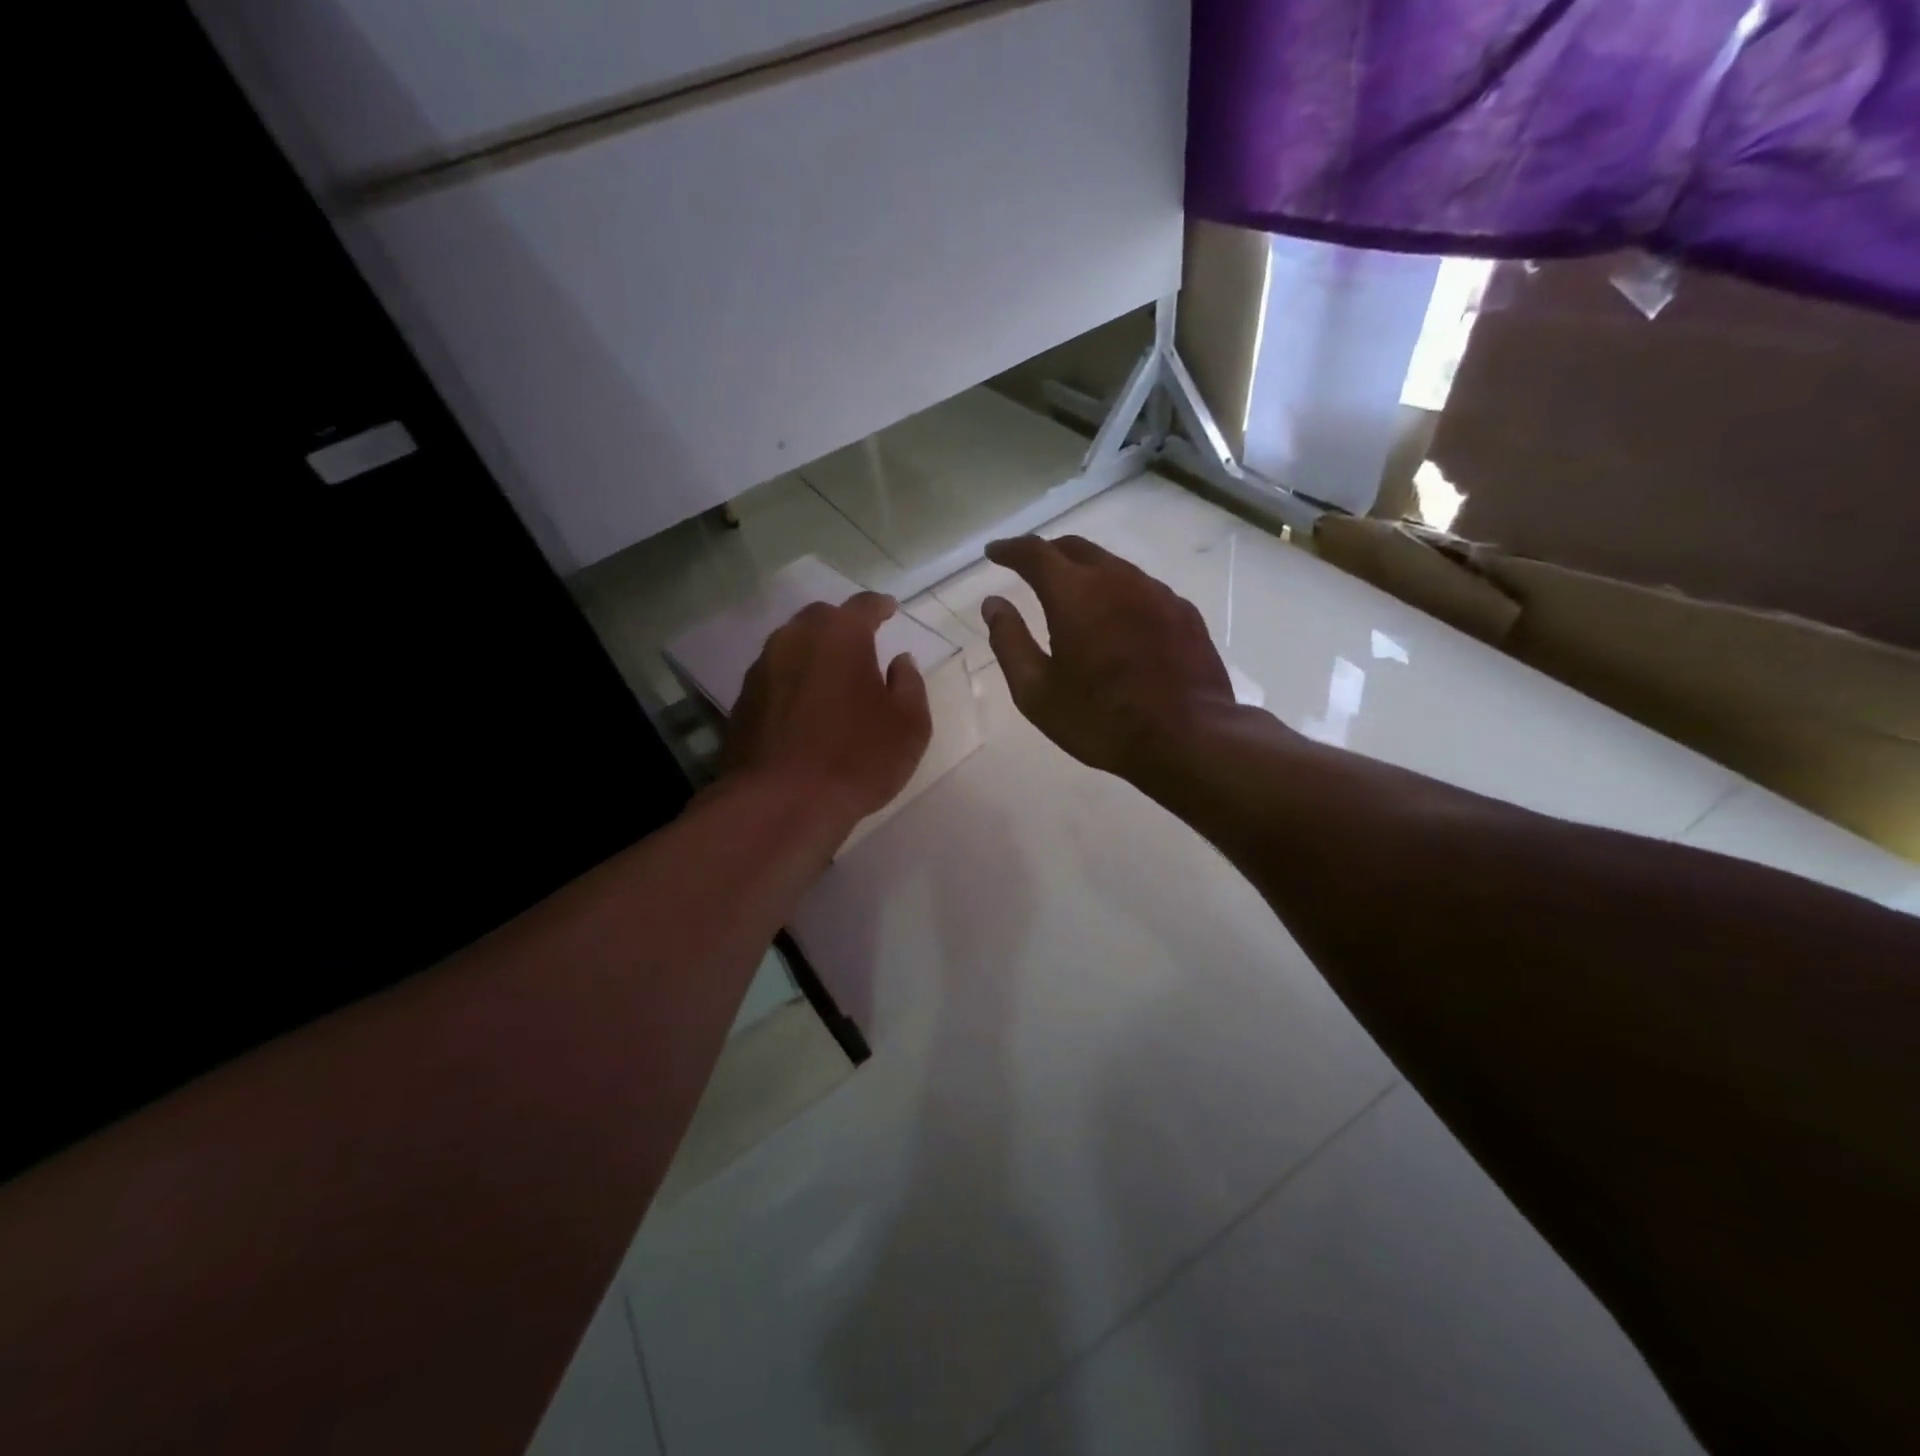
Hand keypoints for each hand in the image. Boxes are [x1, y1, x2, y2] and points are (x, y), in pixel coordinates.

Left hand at [721, 591, 932, 829]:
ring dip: (813, 652)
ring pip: (791, 645)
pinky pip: (774, 676)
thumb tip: (900, 662)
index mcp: (840, 635)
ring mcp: (762, 669)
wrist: (781, 803)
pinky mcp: (743, 701)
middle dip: (842, 624)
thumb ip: (909, 684)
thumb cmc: (858, 757)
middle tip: (860, 641)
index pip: (863, 606)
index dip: (880, 606)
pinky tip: (804, 706)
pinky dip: (792, 680)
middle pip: (820, 617)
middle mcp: (795, 640)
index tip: (890, 609)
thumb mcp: (909, 725)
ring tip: (831, 674)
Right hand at [981, 535, 1236, 782]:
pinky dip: (1118, 594)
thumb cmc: (1100, 719)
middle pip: (1076, 548)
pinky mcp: (1183, 611)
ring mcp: (1156, 592)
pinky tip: (1117, 620)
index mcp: (1074, 593)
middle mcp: (1116, 579)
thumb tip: (993, 605)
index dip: (1010, 549)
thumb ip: (1009, 641)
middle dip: (1048, 553)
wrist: (1187, 738)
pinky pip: (1142, 589)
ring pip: (1112, 566)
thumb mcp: (1037, 692)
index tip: (995, 552)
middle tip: (1030, 569)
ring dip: (1085, 572)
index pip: (1035, 553)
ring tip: (1073, 595)